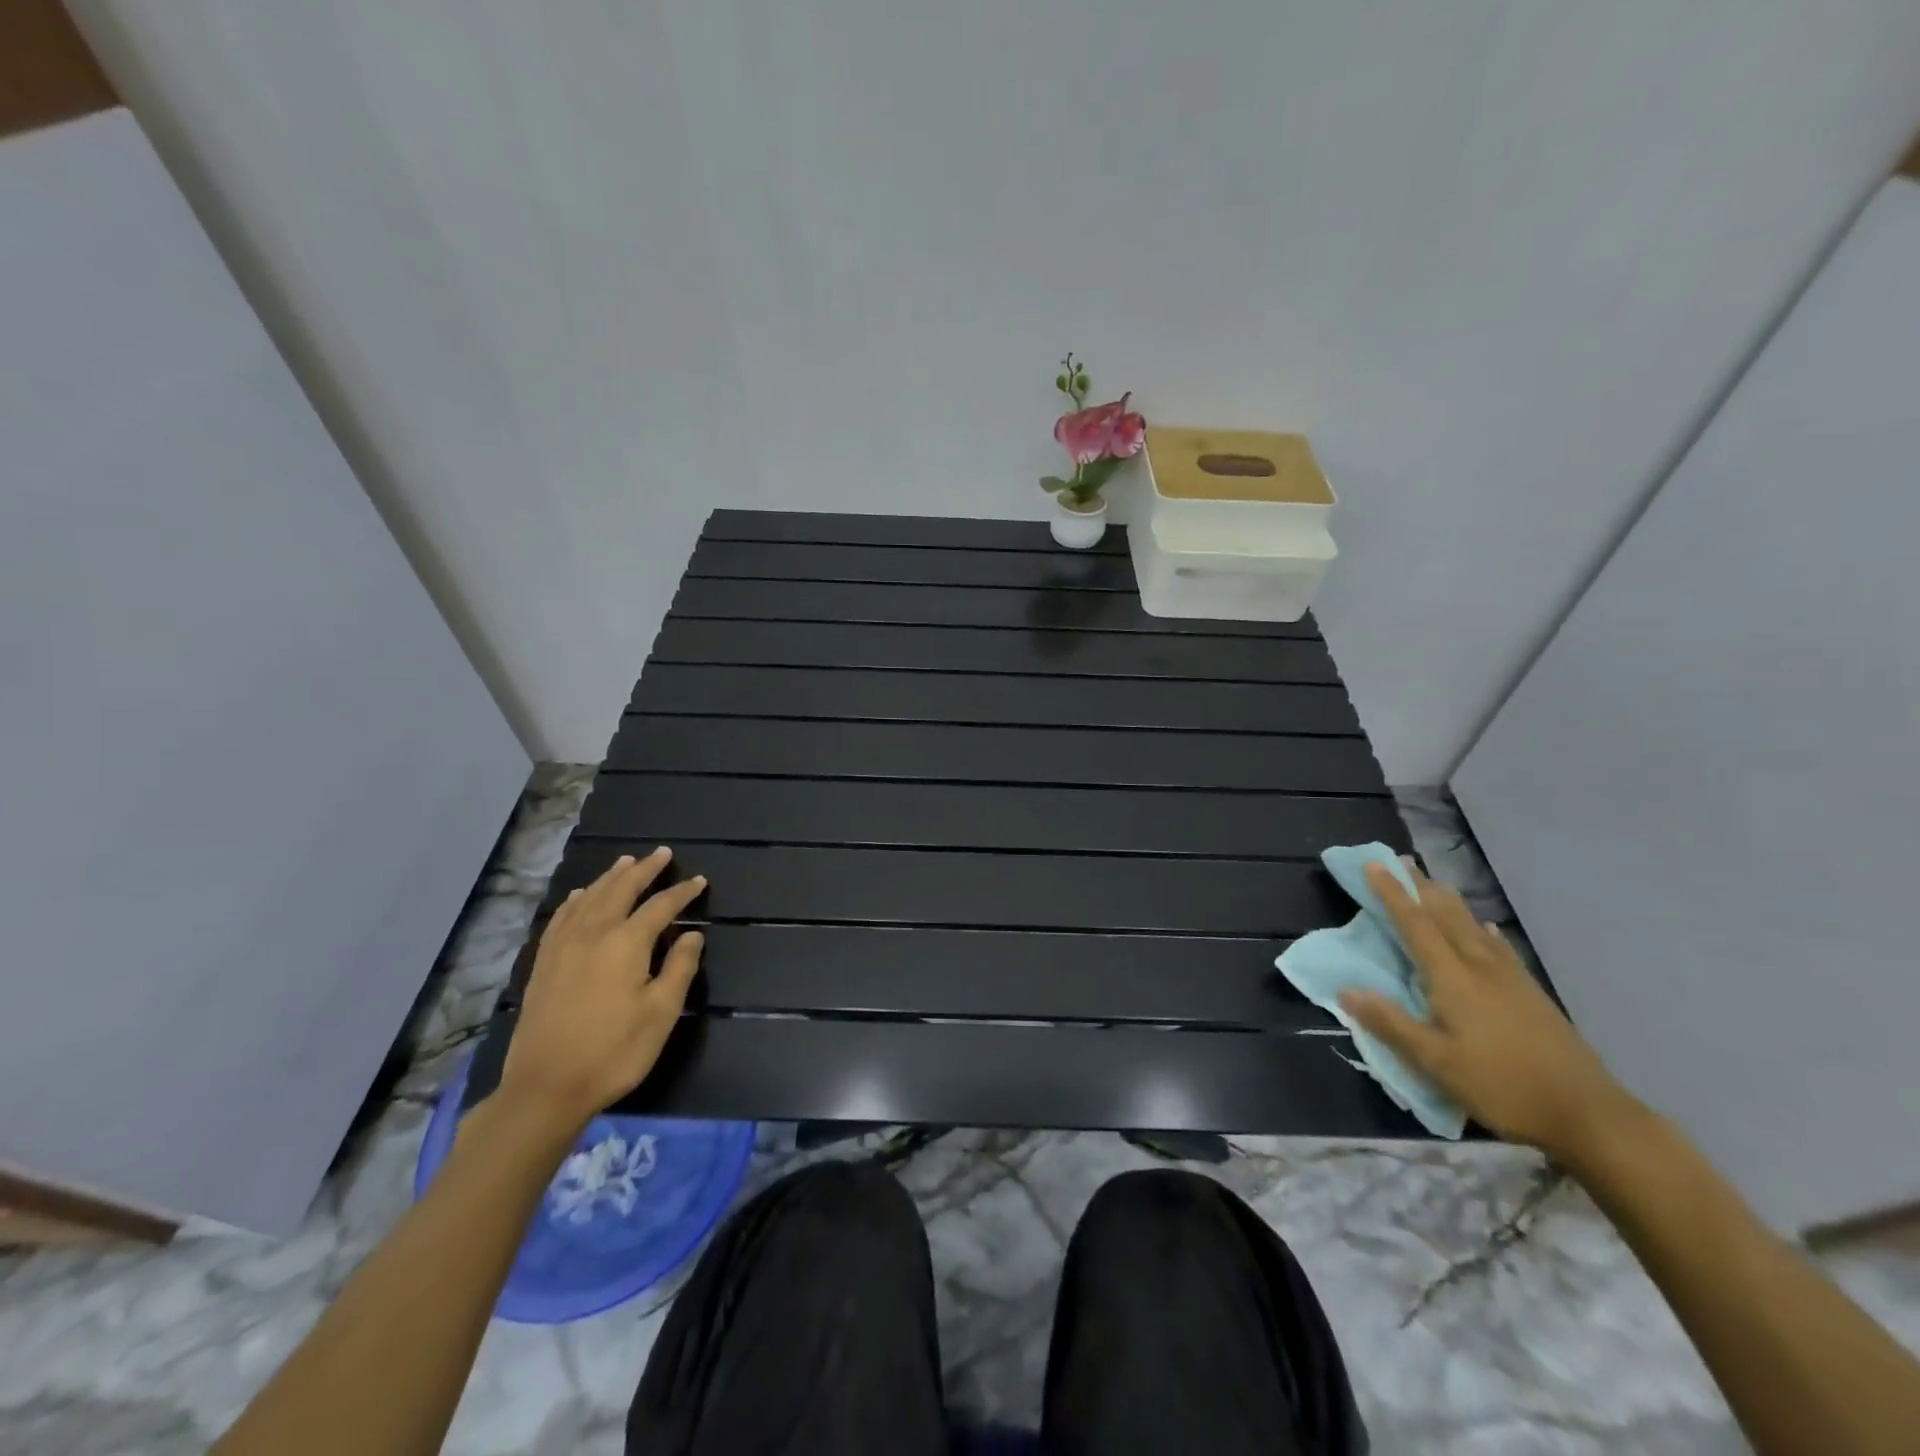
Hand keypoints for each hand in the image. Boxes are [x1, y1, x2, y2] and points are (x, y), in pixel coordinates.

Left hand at [496, 849, 707, 1131]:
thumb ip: (679, 968)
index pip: (661, 906)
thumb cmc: (614, 1051)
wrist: (545, 1087)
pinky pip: (561, 916)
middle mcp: (593, 932)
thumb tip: (692, 935)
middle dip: (644, 869)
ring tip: (626, 862)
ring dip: (611, 877)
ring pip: (589, 897)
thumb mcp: (661, 1013)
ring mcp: (563, 945)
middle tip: (662, 853)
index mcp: (626, 942)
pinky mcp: (544, 962)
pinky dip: (576, 899)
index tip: (699, 881)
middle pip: (621, 889)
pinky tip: (579, 896)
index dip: (682, 892)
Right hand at [1340, 861, 1641, 1164]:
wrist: (1590, 1115)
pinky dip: (1485, 931)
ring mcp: (1511, 980)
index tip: (1373, 865)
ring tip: (1435, 883)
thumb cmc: (1503, 1086)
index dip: (1392, 895)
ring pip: (1473, 927)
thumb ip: (1390, 1023)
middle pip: (1446, 916)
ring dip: (1449, 902)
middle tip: (1402, 860)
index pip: (1415, 926)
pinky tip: (1487, 928)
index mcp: (1453, 979)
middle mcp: (1480, 968)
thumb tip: (1345, 989)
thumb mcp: (1436, 1063)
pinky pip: (1500, 948)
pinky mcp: (1532, 995)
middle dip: (1421, 888)